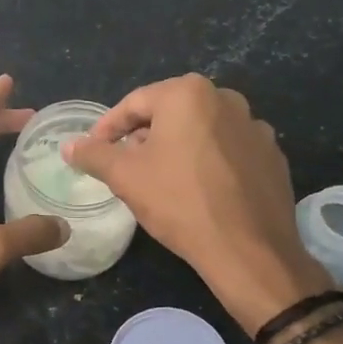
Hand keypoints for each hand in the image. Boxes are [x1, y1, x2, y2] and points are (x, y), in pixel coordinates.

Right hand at [64, 74, 328, 332]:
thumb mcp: (125, 177)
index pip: (134, 103)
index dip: (108, 128)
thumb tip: (70, 146)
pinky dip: (209, 163)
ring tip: (161, 179)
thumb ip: (94, 155)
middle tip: (125, 165)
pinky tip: (199, 190)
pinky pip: (228, 152)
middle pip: (170, 113)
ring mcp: (255, 127)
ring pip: (201, 131)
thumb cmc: (179, 202)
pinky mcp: (272, 156)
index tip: (94, 150)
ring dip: (177, 148)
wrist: (248, 250)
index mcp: (188, 94)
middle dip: (144, 136)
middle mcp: (226, 99)